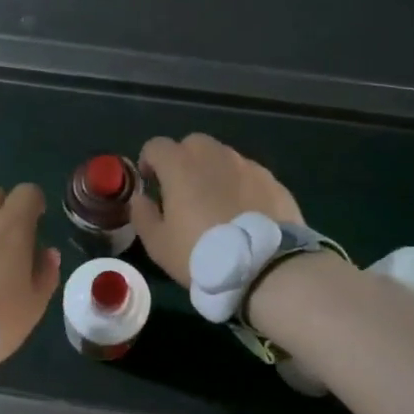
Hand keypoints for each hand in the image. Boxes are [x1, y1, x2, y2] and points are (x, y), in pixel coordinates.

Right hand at [131, 134, 303, 286]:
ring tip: (217, 205)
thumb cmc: (201, 254)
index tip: (151, 184)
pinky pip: (249, 176)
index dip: (149, 162)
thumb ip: (142, 215)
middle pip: (193, 144)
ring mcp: (248, 166)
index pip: (156, 146)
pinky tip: (244, 215)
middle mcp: (215, 156)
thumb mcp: (158, 244)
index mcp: (181, 166)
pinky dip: (240, 187)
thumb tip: (140, 199)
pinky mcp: (273, 181)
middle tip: (184, 192)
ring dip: (214, 173)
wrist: (264, 269)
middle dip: (183, 161)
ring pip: (224, 158)